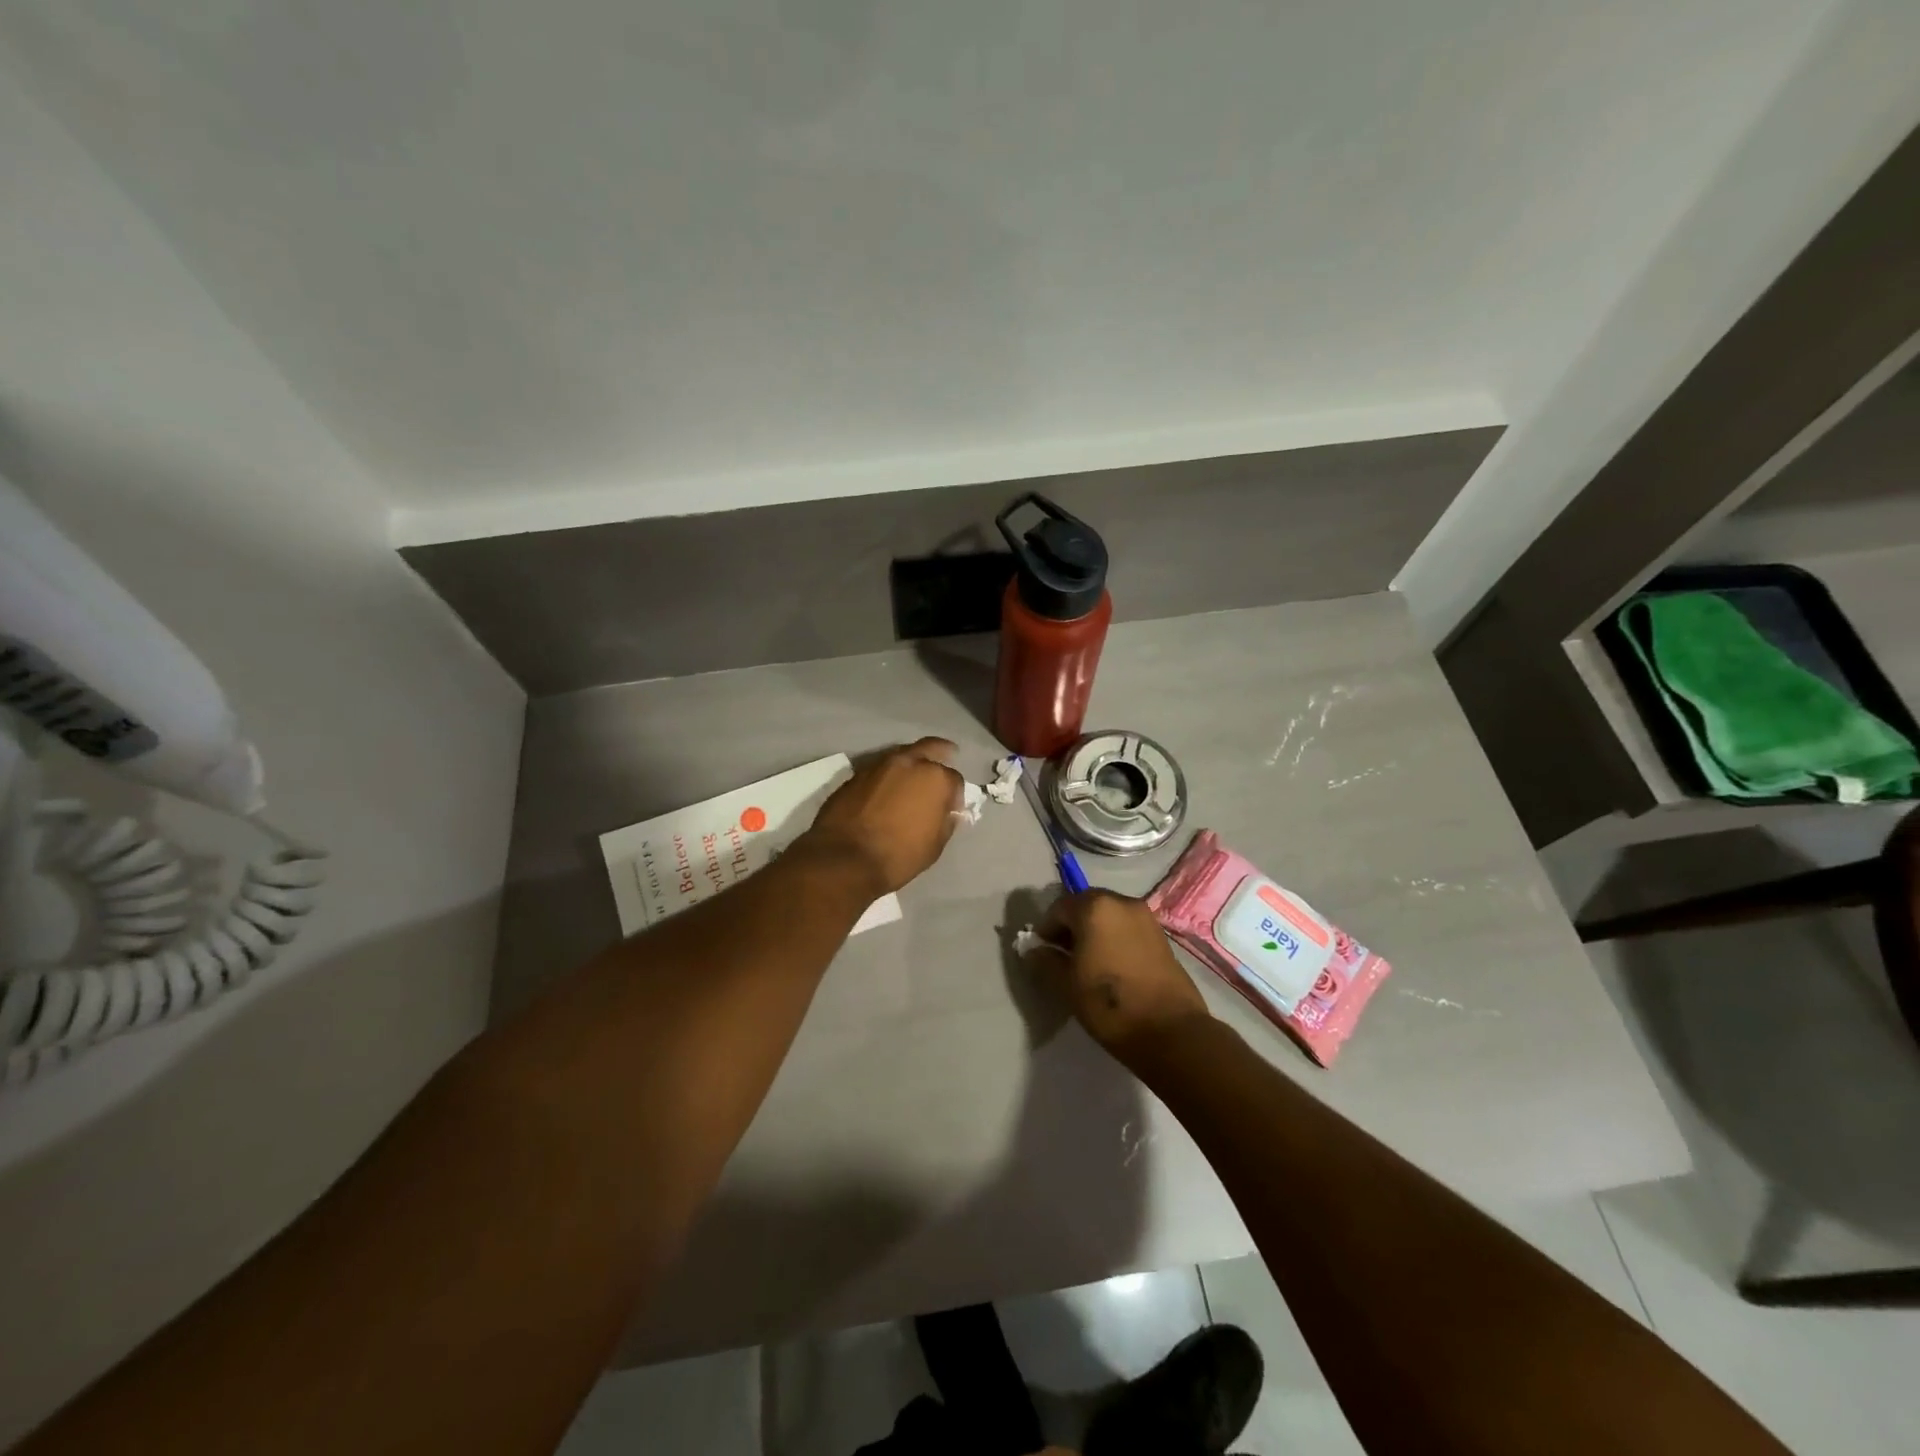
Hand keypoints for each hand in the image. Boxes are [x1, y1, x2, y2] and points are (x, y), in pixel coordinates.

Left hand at [803, 738, 963, 897]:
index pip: (955, 778)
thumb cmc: (898, 855)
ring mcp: (878, 765)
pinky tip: (886, 790)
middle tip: (944, 759)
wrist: (844, 859)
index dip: (956, 794)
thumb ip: (946, 822)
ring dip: (910, 764)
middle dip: (939, 753)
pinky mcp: (855, 774)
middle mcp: (908, 762)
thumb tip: (947, 812)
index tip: (951, 808)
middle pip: (930, 748)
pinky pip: (879, 770)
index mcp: (935, 778)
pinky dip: (886, 777)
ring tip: (911, 779)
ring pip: (901, 755)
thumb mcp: (935, 845)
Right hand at [1030, 890, 1211, 1060]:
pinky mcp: (1161, 935)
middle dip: (1070, 926)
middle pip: (1085, 905)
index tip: (1042, 954)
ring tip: (1086, 962)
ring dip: (1093, 931)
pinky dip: (1113, 937)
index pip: (1059, 908)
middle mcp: (1121, 902)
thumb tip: (1034, 950)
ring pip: (1108, 915)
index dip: (1046, 930)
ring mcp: (1145, 916)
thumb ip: (1045, 961)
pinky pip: (1126, 927)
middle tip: (1062, 956)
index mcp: (1094, 908)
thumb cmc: (1109, 1004)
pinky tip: (1110, 965)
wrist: (1170, 1031)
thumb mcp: (1066, 985)